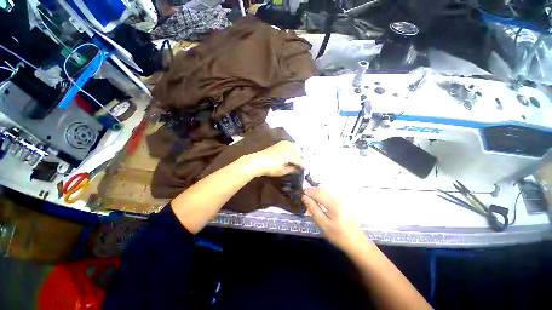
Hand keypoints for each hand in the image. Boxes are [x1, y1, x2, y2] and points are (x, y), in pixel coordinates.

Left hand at [249, 141, 302, 176]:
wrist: (258, 161)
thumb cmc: (270, 168)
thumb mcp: (282, 171)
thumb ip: (291, 169)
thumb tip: (297, 170)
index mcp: (290, 155)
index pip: (300, 160)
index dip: (303, 165)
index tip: (305, 169)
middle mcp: (289, 148)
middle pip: (298, 153)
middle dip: (301, 158)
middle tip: (301, 165)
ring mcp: (283, 144)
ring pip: (294, 147)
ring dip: (297, 152)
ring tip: (297, 158)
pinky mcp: (279, 144)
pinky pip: (288, 143)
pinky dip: (291, 147)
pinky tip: (290, 150)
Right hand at [302, 187, 368, 251]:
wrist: (357, 243)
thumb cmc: (339, 236)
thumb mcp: (323, 225)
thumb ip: (313, 209)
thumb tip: (304, 197)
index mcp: (334, 204)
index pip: (318, 192)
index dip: (308, 192)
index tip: (301, 194)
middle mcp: (338, 198)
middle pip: (322, 189)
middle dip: (312, 191)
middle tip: (305, 198)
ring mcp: (342, 200)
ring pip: (326, 190)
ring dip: (317, 193)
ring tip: (311, 200)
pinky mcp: (343, 202)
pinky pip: (330, 194)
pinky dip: (322, 195)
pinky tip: (320, 202)